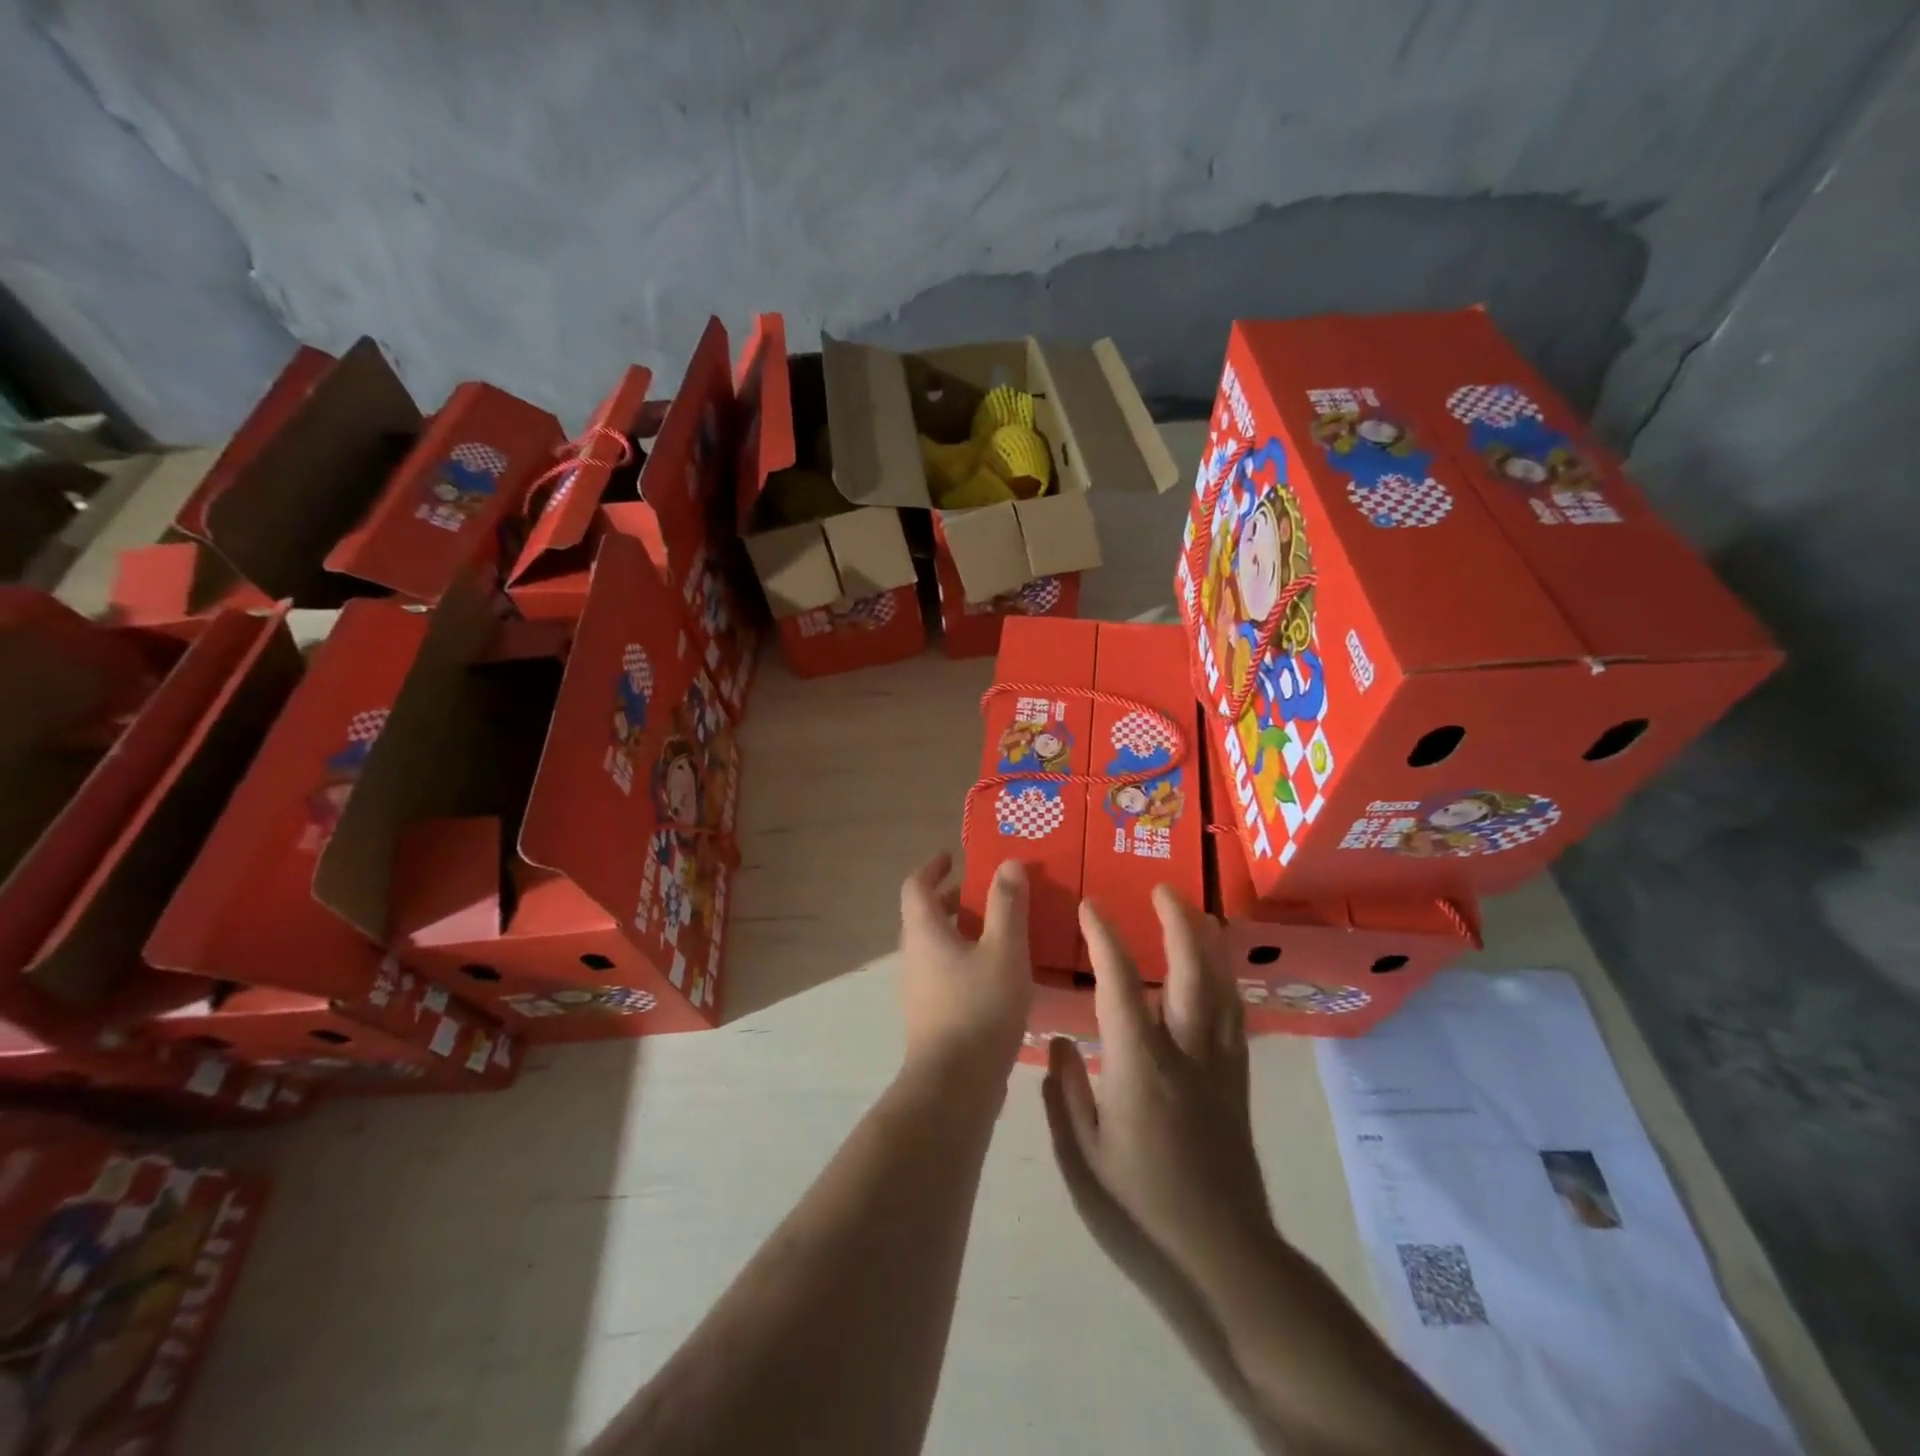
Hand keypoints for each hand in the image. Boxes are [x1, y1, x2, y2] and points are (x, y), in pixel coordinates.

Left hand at [898, 853, 1031, 1077]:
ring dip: (960, 932)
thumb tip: (1008, 864)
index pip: (916, 886)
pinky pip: (943, 973)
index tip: (952, 858)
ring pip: (935, 947)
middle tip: (984, 894)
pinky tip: (997, 975)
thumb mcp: (1004, 949)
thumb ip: (1007, 905)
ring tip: (998, 932)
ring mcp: (918, 989)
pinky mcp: (930, 1016)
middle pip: (925, 916)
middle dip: (952, 900)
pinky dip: (964, 960)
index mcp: (924, 932)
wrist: (955, 1084)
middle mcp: (913, 956)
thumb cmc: (979, 1007)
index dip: (932, 868)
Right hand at [1043, 886, 1272, 1287]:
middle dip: (1178, 922)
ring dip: (1209, 943)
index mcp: (1140, 1065)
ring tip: (1198, 914)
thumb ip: (1066, 1092)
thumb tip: (1063, 1040)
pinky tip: (1218, 973)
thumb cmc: (1141, 1208)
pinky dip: (1226, 980)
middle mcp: (1187, 1051)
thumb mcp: (1084, 1155)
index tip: (1090, 906)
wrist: (1223, 1257)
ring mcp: (1220, 1065)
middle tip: (1164, 888)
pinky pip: (1236, 1014)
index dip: (1105, 938)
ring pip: (1222, 986)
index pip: (1122, 983)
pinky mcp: (1238, 1083)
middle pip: (1191, 970)